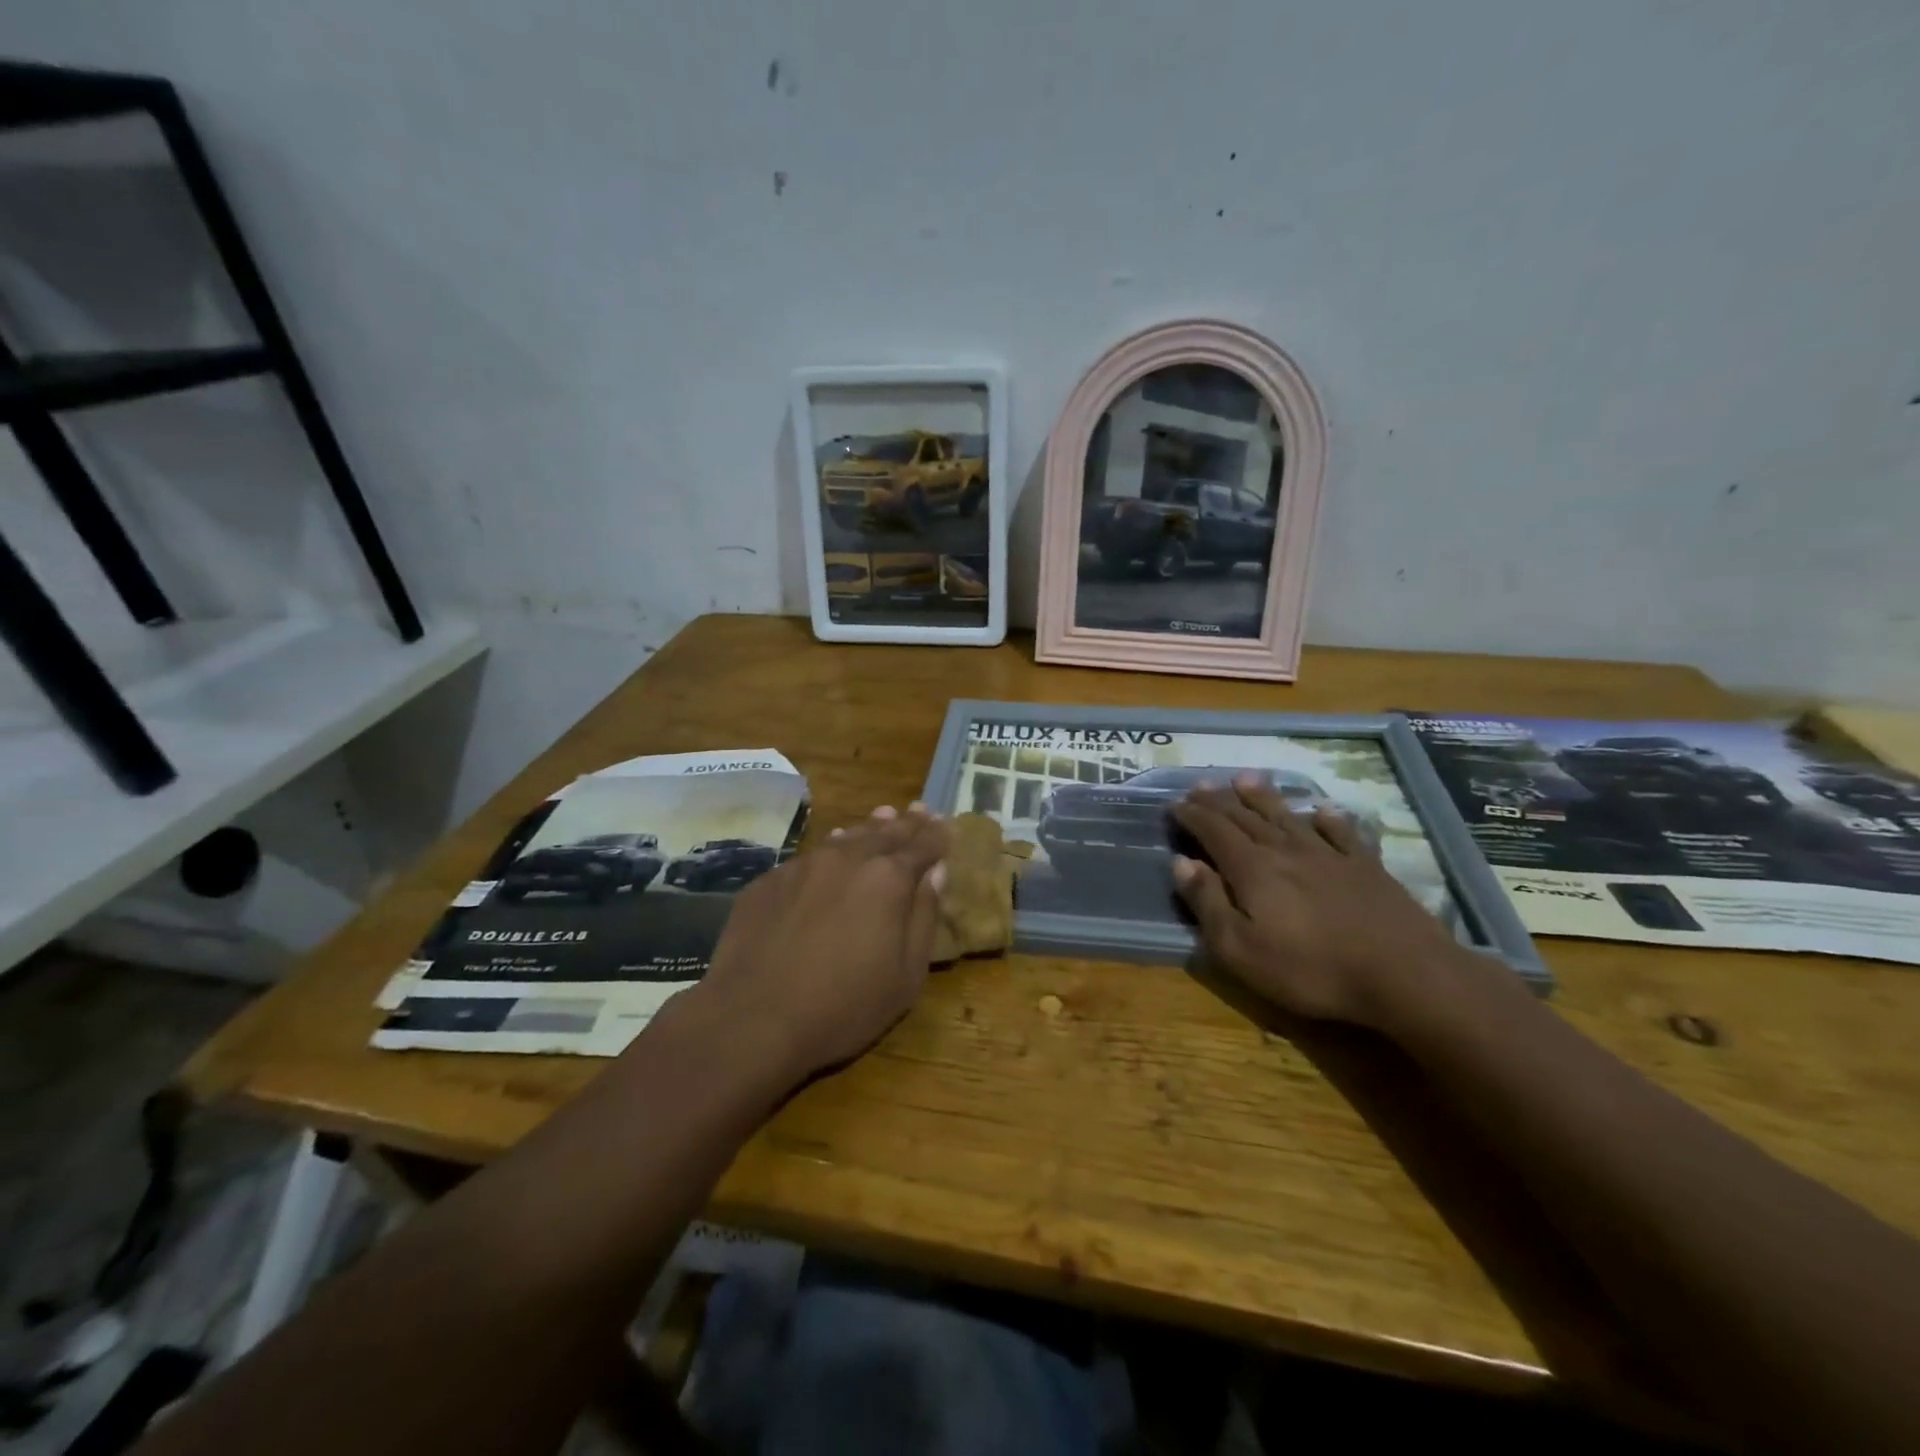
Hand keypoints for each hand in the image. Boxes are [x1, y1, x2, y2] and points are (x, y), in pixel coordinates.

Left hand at [696, 804, 948, 1082]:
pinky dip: (831, 850)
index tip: (945, 824)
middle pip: (884, 832)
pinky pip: (810, 856)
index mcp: (888, 879)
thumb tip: (936, 873)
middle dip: (906, 823)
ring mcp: (804, 866)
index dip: (936, 835)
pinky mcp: (769, 880)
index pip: (922, 845)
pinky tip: (832, 852)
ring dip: (869, 828)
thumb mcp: (905, 976)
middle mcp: (848, 859)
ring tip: (883, 817)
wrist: (752, 1020)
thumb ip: (924, 917)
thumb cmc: (843, 1007)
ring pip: (846, 838)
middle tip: (919, 811)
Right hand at [1170, 775, 1461, 1027]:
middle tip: (1201, 784)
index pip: (1214, 832)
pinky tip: (1323, 810)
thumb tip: (1181, 863)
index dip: (1193, 816)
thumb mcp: (1240, 949)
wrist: (1404, 975)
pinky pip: (1342, 833)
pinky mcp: (1366, 868)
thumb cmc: (1310, 969)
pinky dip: (1328, 819)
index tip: (1176, 804)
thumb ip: (1208, 903)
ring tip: (1246, 778)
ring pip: (1288, 817)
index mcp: (1252, 869)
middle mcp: (1286, 851)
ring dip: (1264, 797)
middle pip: (1246, 818)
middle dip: (1220, 801)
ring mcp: (1330, 856)